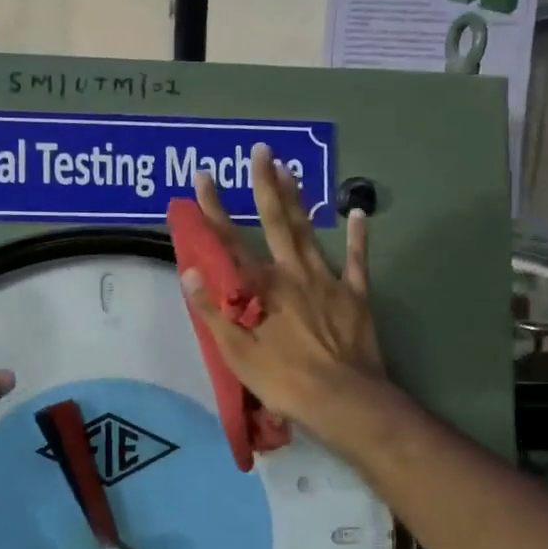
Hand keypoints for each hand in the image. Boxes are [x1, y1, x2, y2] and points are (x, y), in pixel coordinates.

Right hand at [180, 145, 385, 436]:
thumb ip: (213, 310)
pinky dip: (358, 237)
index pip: (230, 242)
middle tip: (261, 150)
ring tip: (291, 168)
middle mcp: (292, 273)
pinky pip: (357, 261)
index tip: (203, 177)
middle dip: (265, 185)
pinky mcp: (355, 295)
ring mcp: (326, 280)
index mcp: (261, 287)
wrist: (342, 398)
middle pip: (276, 222)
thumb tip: (190, 272)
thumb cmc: (283, 379)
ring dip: (299, 199)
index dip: (214, 209)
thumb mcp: (236, 353)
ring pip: (309, 232)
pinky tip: (358, 213)